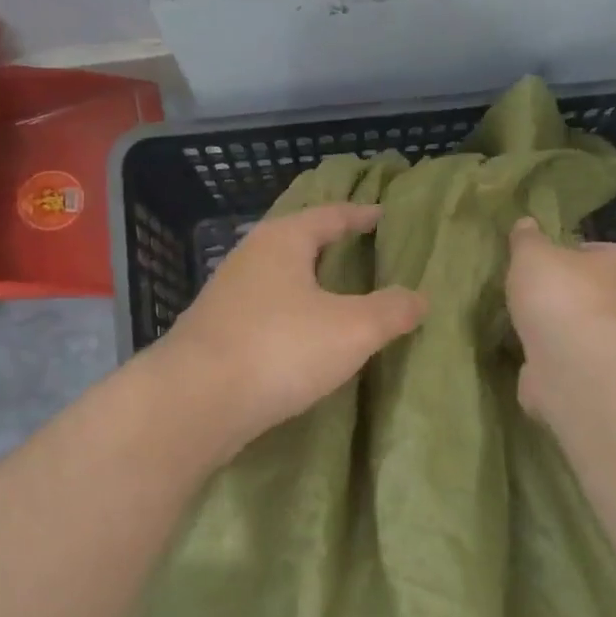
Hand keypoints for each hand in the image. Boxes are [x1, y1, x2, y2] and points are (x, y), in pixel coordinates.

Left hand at [155, 204, 426, 457]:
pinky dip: (289, 317)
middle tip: (363, 253)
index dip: (358, 215)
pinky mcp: (215, 334)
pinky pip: (264, 314)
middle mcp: (249, 259)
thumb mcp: (352, 329)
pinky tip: (302, 339)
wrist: (195, 402)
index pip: (328, 215)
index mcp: (282, 241)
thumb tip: (420, 298)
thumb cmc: (280, 348)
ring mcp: (226, 297)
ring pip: (278, 281)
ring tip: (337, 298)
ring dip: (307, 286)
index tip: (381, 215)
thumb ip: (390, 310)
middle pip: (297, 243)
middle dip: (329, 248)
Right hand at [506, 217, 615, 417]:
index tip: (540, 267)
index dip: (566, 257)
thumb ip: (527, 239)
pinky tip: (533, 358)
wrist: (575, 365)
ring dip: (561, 331)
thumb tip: (525, 224)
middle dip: (566, 296)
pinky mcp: (607, 376)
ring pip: (586, 329)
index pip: (597, 251)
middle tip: (531, 298)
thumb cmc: (561, 296)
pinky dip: (558, 360)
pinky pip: (577, 360)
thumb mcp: (532, 254)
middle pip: (595, 292)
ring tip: (526, 329)